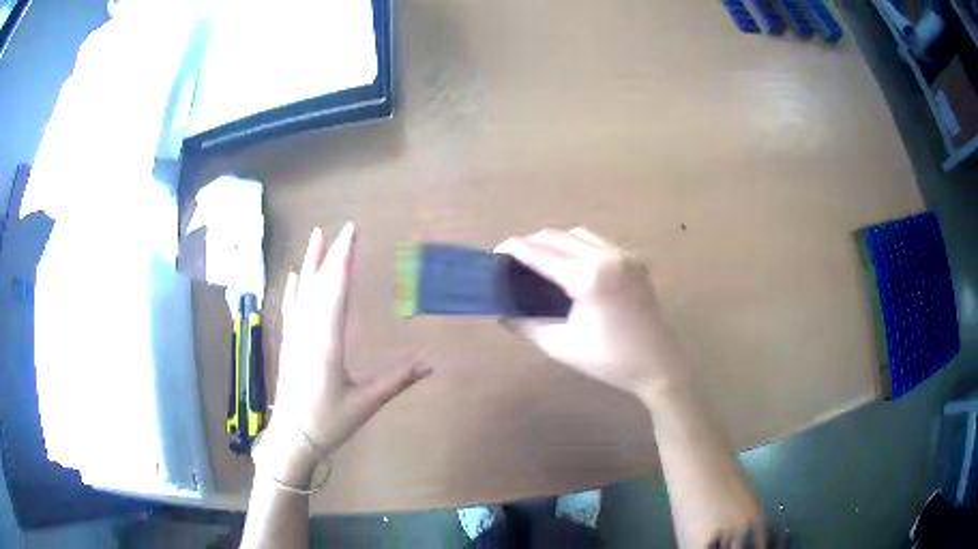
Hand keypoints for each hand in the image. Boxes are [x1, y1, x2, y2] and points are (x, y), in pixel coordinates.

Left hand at [267, 224, 431, 476]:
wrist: (291, 439)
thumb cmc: (328, 423)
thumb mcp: (365, 404)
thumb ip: (397, 381)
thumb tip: (431, 365)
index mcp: (326, 342)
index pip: (336, 291)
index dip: (344, 259)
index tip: (351, 233)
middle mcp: (308, 332)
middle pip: (319, 285)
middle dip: (331, 254)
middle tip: (341, 228)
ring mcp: (295, 337)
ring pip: (303, 292)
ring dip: (310, 263)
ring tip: (316, 238)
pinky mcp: (289, 345)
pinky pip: (292, 308)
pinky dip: (294, 289)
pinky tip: (294, 276)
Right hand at [496, 228, 683, 396]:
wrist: (657, 365)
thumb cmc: (608, 360)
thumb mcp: (560, 346)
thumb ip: (526, 325)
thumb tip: (502, 311)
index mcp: (588, 277)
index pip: (541, 253)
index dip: (514, 250)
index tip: (495, 253)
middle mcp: (607, 256)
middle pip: (557, 236)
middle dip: (531, 244)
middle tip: (513, 262)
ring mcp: (624, 255)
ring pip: (578, 234)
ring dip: (554, 242)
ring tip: (539, 262)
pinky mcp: (634, 261)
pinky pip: (597, 242)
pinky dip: (576, 246)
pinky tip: (569, 266)